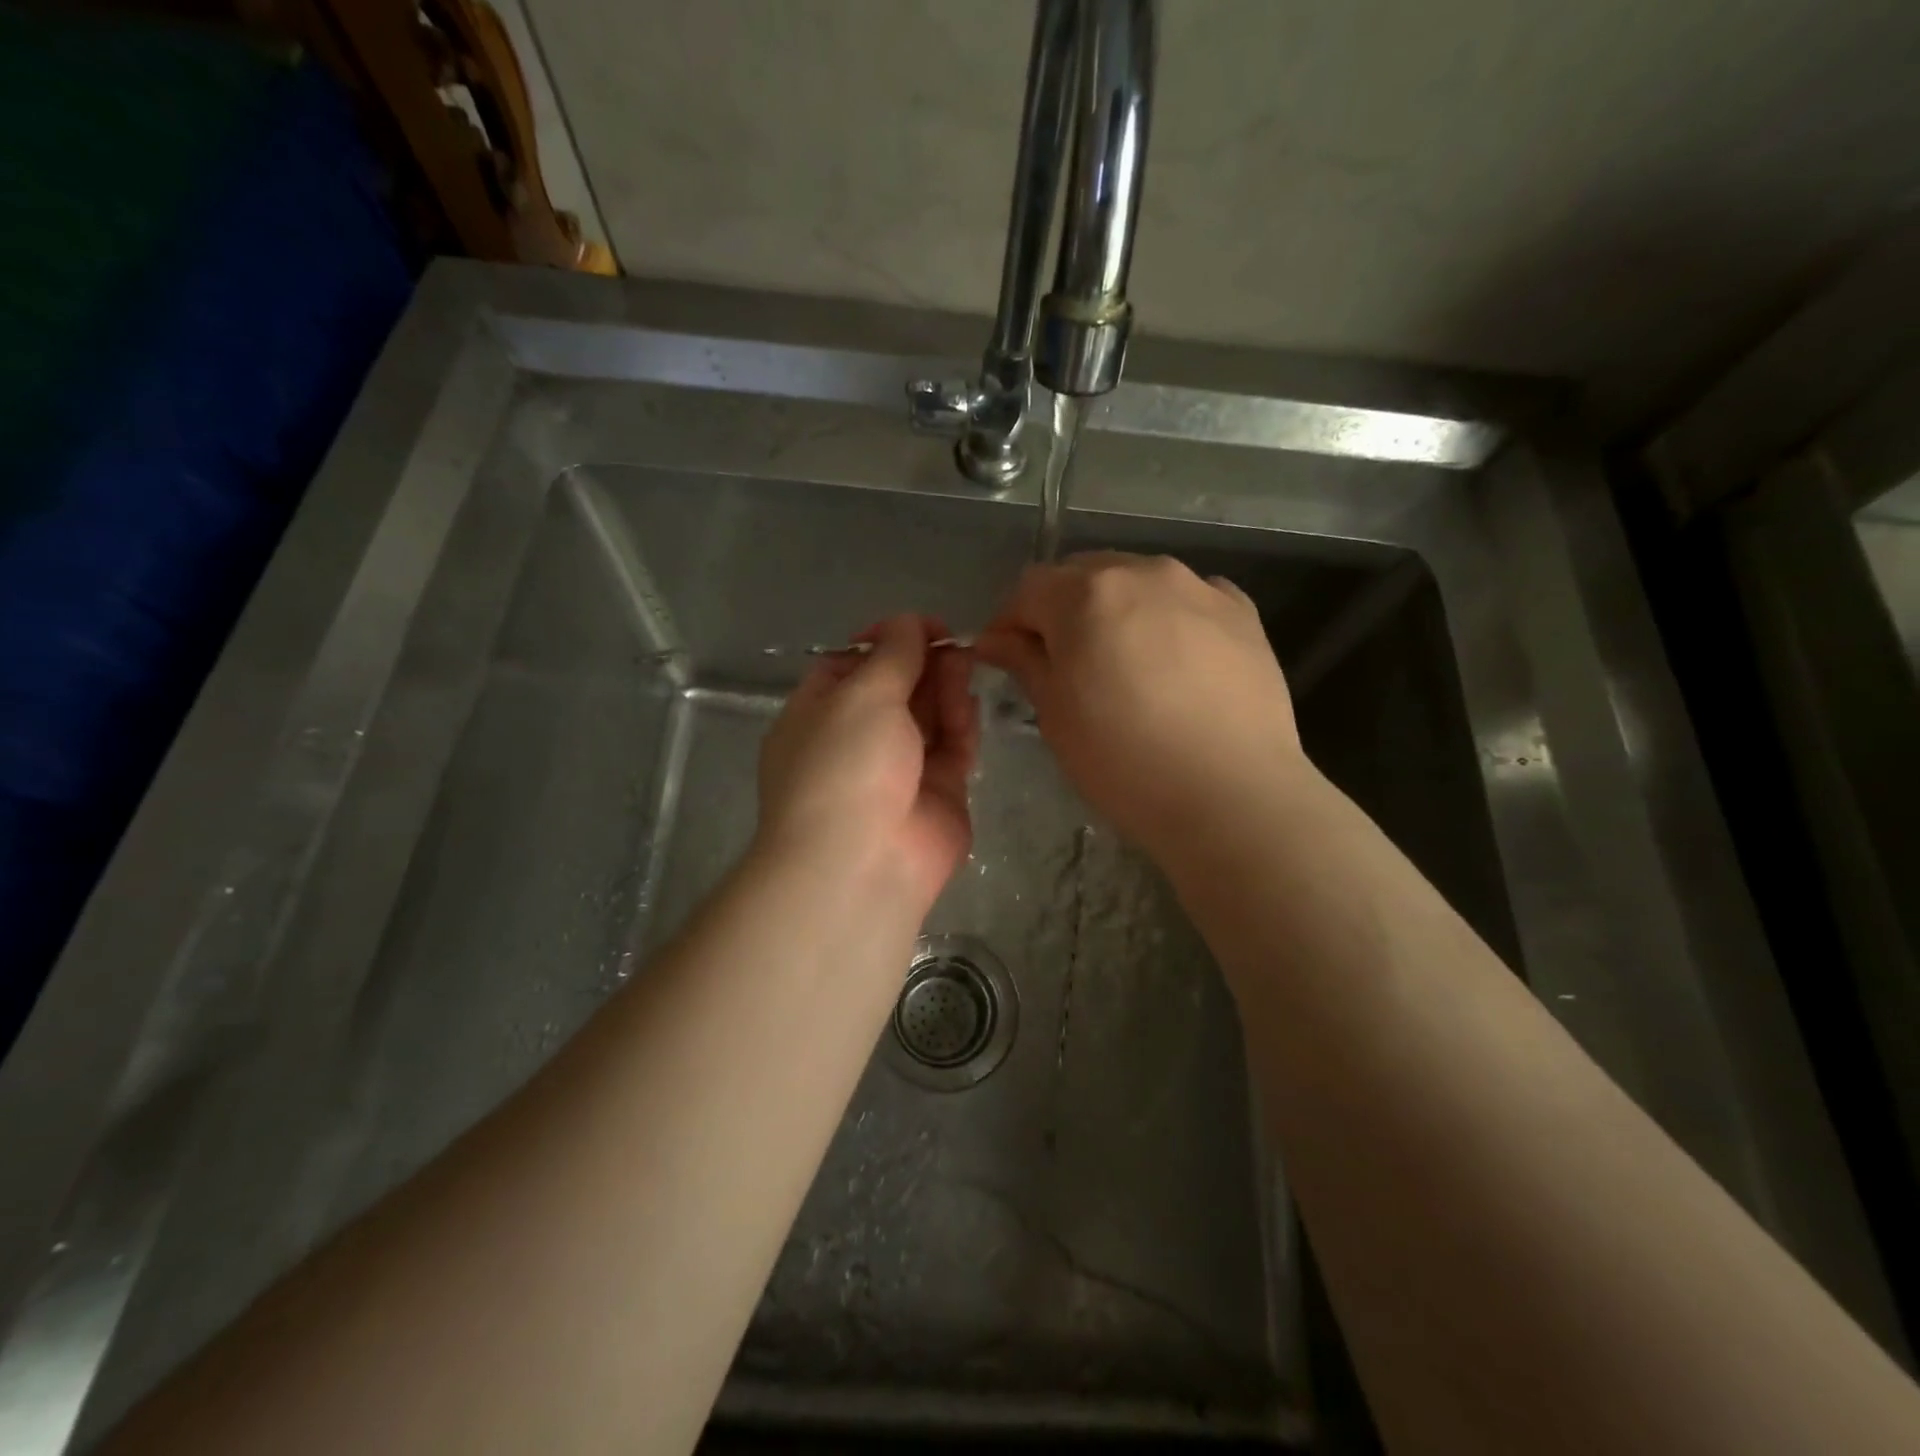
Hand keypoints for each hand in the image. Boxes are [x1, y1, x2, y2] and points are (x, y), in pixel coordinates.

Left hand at [756, 614, 979, 914]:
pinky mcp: (937, 795)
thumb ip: (892, 655)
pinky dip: (960, 725)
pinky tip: (968, 703)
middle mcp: (855, 742)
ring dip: (944, 689)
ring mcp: (897, 771)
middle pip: (895, 690)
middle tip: (953, 643)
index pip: (850, 667)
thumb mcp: (862, 695)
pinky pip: (951, 750)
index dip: (884, 642)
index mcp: (818, 716)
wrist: (861, 865)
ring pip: (927, 718)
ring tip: (966, 663)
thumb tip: (908, 622)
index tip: (918, 627)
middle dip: (922, 663)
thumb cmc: (846, 766)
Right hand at [974, 552, 1301, 858]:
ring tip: (1124, 663)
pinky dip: (1169, 618)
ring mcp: (1199, 587)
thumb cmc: (1124, 762)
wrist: (1232, 795)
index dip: (1010, 622)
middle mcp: (1142, 572)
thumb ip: (1024, 662)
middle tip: (1064, 663)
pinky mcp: (1242, 611)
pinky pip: (1189, 600)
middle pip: (1084, 574)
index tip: (1008, 658)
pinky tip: (1175, 661)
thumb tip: (995, 639)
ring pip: (1138, 582)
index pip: (1029, 588)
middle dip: (1062, 609)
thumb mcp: (1056, 715)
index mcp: (1086, 595)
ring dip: (1117, 610)